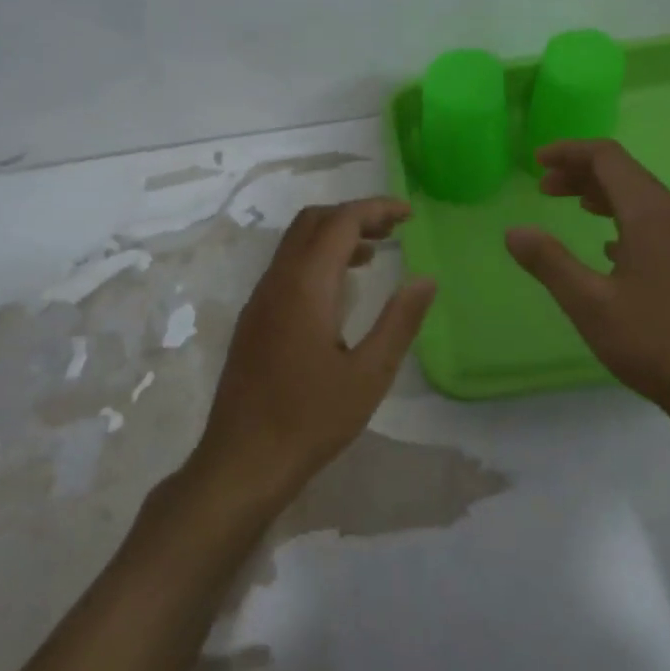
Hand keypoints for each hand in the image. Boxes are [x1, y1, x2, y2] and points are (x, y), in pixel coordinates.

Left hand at [195, 197, 436, 503]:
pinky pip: (286, 270)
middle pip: (311, 223)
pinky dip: (317, 260)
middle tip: (394, 229)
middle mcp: (276, 283)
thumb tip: (426, 279)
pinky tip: (341, 291)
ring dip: (334, 237)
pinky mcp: (254, 322)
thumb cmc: (311, 420)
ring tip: (376, 253)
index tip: (409, 215)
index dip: (375, 209)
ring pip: (295, 246)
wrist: (243, 461)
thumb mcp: (369, 374)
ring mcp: (259, 302)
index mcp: (304, 288)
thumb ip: (400, 322)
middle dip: (353, 215)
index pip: (339, 222)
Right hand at [505, 140, 669, 431]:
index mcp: (651, 214)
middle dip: (582, 174)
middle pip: (627, 175)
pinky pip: (657, 227)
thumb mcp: (590, 304)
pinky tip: (610, 249)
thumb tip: (514, 231)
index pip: (608, 158)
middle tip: (544, 188)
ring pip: (643, 202)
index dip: (569, 152)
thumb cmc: (655, 341)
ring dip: (604, 198)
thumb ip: (549, 263)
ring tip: (573, 209)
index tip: (536, 161)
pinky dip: (625, 222)